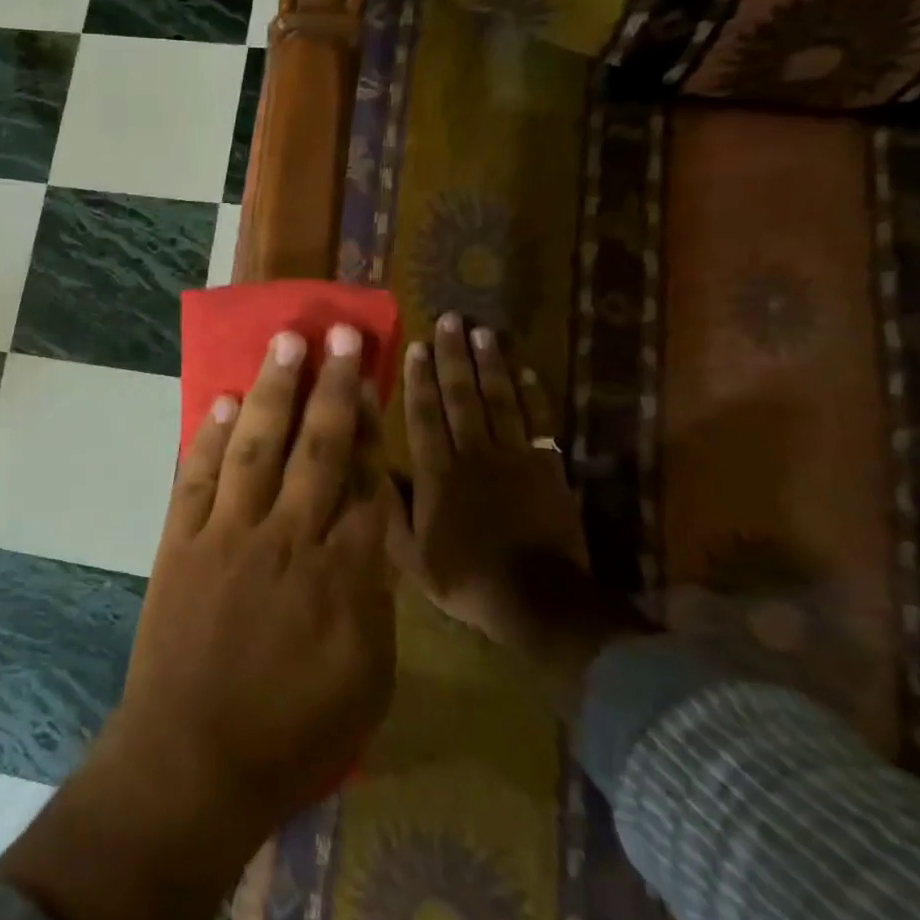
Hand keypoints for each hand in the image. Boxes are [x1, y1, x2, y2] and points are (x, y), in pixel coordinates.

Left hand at [0, 325, 396, 919]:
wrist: (193, 759)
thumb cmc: (292, 736)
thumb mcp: (368, 681)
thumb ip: (374, 600)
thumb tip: (373, 537)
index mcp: (343, 575)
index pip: (369, 482)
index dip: (375, 429)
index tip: (377, 385)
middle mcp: (288, 537)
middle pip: (319, 447)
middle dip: (335, 387)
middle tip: (343, 335)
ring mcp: (228, 533)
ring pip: (257, 444)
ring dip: (273, 390)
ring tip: (287, 343)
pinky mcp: (180, 540)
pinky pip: (197, 475)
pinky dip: (210, 435)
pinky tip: (222, 400)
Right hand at [396, 316, 642, 704]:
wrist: (537, 600)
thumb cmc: (464, 576)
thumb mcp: (409, 553)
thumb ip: (389, 507)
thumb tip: (371, 466)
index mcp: (437, 473)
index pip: (425, 415)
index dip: (419, 379)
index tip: (417, 345)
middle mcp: (474, 454)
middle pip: (462, 396)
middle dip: (454, 357)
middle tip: (451, 320)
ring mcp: (514, 458)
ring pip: (501, 401)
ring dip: (491, 365)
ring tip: (484, 332)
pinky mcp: (547, 468)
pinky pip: (539, 423)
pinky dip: (533, 395)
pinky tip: (526, 371)